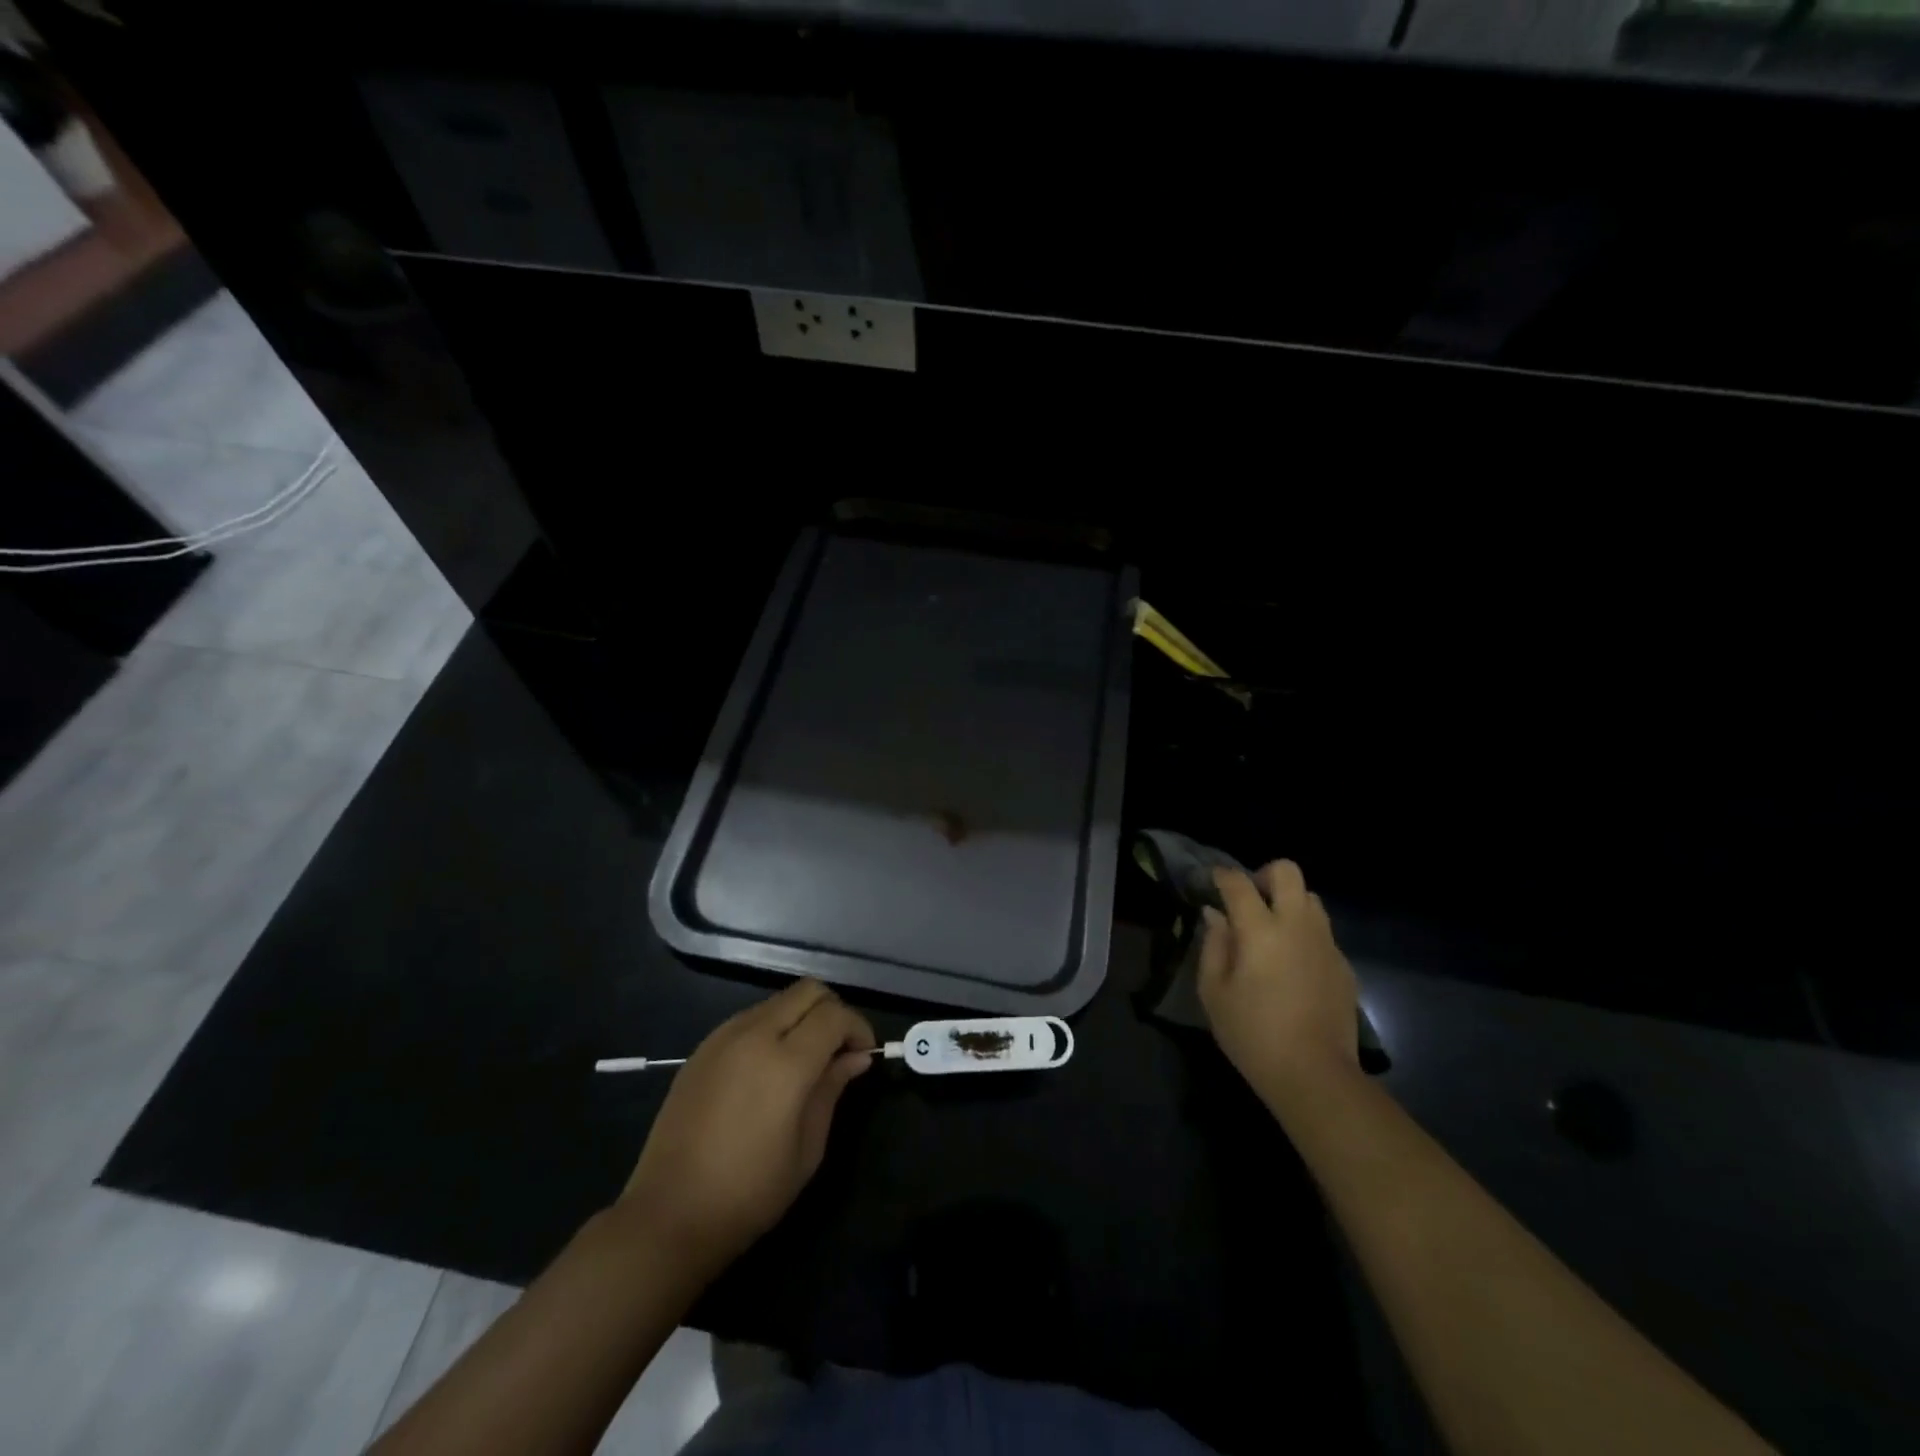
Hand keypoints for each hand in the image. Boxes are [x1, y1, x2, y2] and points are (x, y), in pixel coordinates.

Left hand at [621, 980, 875, 1274]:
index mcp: (785, 1062)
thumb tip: (856, 1057)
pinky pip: (750, 1018)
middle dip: (833, 1011)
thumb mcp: (808, 1148)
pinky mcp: (702, 1048)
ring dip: (802, 1017)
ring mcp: (723, 1037)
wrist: (668, 1216)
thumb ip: (832, 1090)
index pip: (834, 1015)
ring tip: (805, 1060)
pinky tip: (769, 1068)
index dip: (858, 1028)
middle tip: (839, 1050)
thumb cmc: (749, 1193)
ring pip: (778, 1000)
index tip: (863, 1055)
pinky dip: (772, 1027)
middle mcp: (754, 1035)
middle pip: (808, 991)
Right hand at [1198, 860, 1359, 1109]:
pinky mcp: (1344, 966)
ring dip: (1289, 903)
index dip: (1223, 876)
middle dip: (1265, 875)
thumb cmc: (1252, 1033)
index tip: (1213, 881)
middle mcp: (1297, 926)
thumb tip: (1215, 916)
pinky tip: (1292, 966)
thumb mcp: (1213, 992)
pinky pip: (1323, 933)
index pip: (1239, 883)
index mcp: (1260, 930)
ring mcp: (1325, 944)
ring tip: (1272, 931)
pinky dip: (1305, 935)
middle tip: (1250, 900)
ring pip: (1311, 899)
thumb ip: (1213, 946)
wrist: (1315, 1075)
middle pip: (1288, 872)